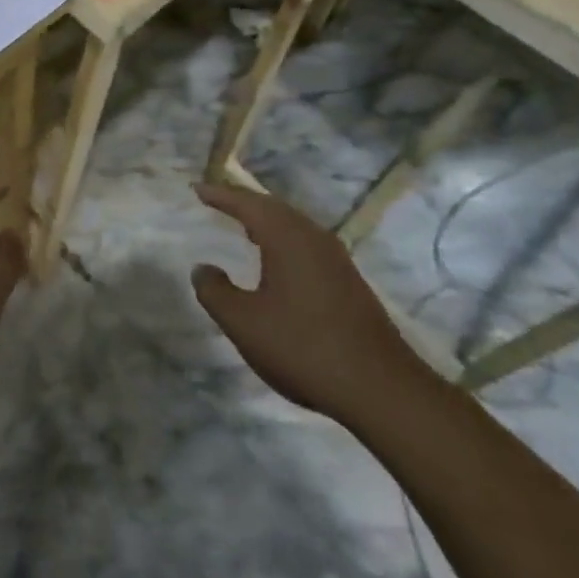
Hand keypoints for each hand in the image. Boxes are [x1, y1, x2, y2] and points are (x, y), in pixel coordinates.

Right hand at [192, 185, 426, 427]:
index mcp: (285, 236)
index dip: (219, 195)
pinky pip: (306, 243)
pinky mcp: (349, 280)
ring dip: (266, 220)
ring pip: (293, 225)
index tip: (196, 188)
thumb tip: (202, 268)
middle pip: (272, 207)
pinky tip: (278, 260)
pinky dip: (283, 239)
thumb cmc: (303, 347)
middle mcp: (312, 236)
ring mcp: (335, 258)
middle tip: (217, 201)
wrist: (381, 389)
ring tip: (244, 225)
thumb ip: (215, 292)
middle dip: (243, 202)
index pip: (246, 203)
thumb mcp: (244, 323)